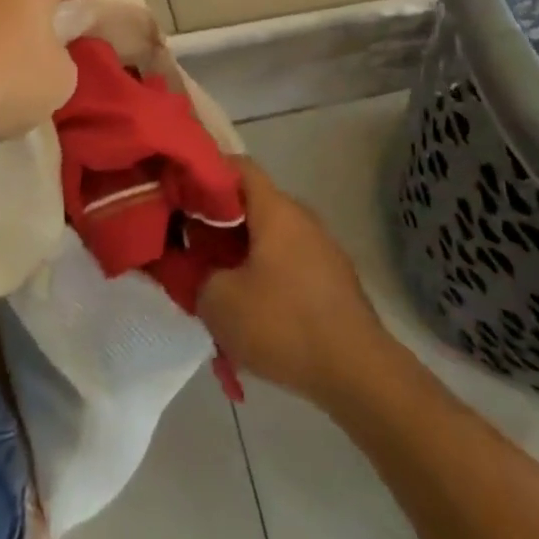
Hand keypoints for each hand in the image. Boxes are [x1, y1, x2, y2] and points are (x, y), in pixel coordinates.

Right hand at [199, 158, 387, 405]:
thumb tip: (187, 264)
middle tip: (190, 247)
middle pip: (251, 204)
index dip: (204, 174)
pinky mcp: (333, 279)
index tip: (178, 195)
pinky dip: (264, 275)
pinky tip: (251, 311)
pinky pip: (288, 262)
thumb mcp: (219, 302)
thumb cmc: (284, 324)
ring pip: (269, 237)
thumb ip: (193, 274)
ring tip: (216, 285)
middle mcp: (300, 217)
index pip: (236, 166)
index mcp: (275, 209)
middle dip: (217, 223)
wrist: (359, 372)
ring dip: (240, 253)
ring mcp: (322, 247)